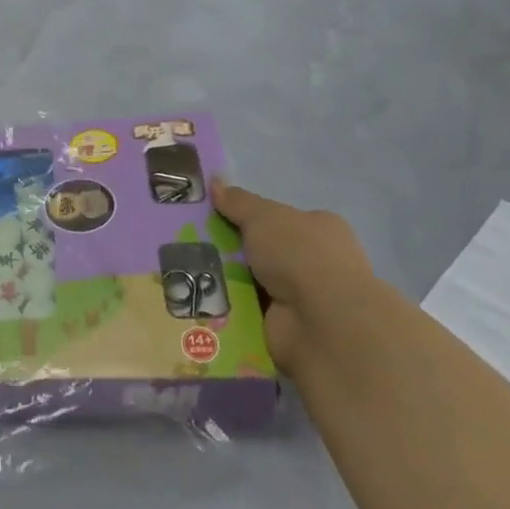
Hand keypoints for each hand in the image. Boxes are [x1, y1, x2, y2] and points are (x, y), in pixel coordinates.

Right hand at [211, 181, 384, 375]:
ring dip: (226, 280)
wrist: (322, 321)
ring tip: (188, 272)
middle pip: (263, 250)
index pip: (282, 219)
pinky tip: (201, 299)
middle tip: (193, 245)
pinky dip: (229, 306)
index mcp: (320, 229)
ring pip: (252, 281)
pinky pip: (249, 310)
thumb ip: (238, 201)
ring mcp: (305, 297)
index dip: (250, 217)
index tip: (215, 218)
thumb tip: (215, 182)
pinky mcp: (288, 326)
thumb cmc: (299, 255)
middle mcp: (317, 262)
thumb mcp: (263, 216)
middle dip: (232, 250)